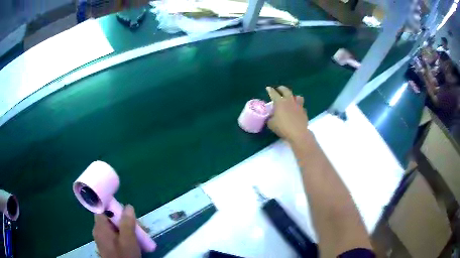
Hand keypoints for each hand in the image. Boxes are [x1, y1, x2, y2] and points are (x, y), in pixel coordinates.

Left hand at [93, 205, 140, 257]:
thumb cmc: (124, 256)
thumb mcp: (128, 240)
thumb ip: (127, 223)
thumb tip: (128, 206)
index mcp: (100, 227)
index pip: (102, 210)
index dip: (112, 207)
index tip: (124, 211)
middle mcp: (98, 231)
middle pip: (108, 219)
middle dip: (122, 220)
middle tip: (136, 226)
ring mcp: (102, 239)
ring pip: (112, 228)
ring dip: (124, 228)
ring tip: (137, 235)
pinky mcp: (106, 246)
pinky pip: (113, 236)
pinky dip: (122, 235)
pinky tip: (132, 242)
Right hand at [266, 86, 309, 143]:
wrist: (298, 133)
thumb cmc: (283, 128)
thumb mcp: (271, 124)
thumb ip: (270, 118)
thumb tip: (271, 116)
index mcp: (280, 102)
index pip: (273, 93)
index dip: (270, 90)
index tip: (268, 88)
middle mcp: (289, 101)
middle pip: (286, 90)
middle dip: (281, 88)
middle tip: (279, 89)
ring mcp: (298, 105)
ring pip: (297, 96)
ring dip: (293, 96)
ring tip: (291, 98)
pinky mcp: (304, 111)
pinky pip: (301, 106)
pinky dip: (298, 106)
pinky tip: (297, 110)